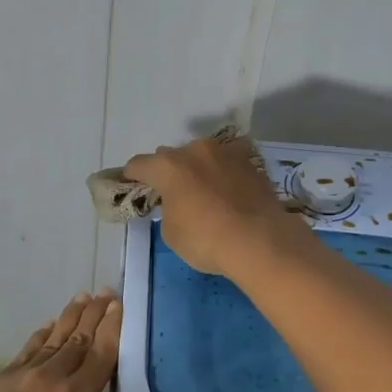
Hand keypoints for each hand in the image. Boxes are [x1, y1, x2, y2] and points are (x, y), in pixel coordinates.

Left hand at [0, 292, 187, 391]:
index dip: (113, 328)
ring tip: (80, 298)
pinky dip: (40, 337)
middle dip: (93, 315)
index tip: (120, 303)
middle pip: (76, 339)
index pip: (100, 355)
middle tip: (105, 291)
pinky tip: (43, 330)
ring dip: (68, 318)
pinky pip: (26, 351)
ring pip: (51, 340)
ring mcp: (19, 377)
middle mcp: (49, 378)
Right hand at [123, 134, 302, 275]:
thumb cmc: (206, 239)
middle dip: (167, 172)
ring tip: (203, 190)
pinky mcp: (251, 162)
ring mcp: (225, 152)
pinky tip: (227, 189)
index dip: (131, 177)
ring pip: (201, 155)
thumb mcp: (171, 232)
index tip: (131, 187)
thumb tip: (178, 203)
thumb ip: (168, 209)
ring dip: (197, 168)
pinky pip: (228, 162)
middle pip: (170, 156)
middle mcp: (194, 150)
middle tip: (170, 193)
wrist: (260, 241)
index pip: (138, 165)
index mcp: (167, 166)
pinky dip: (223, 172)